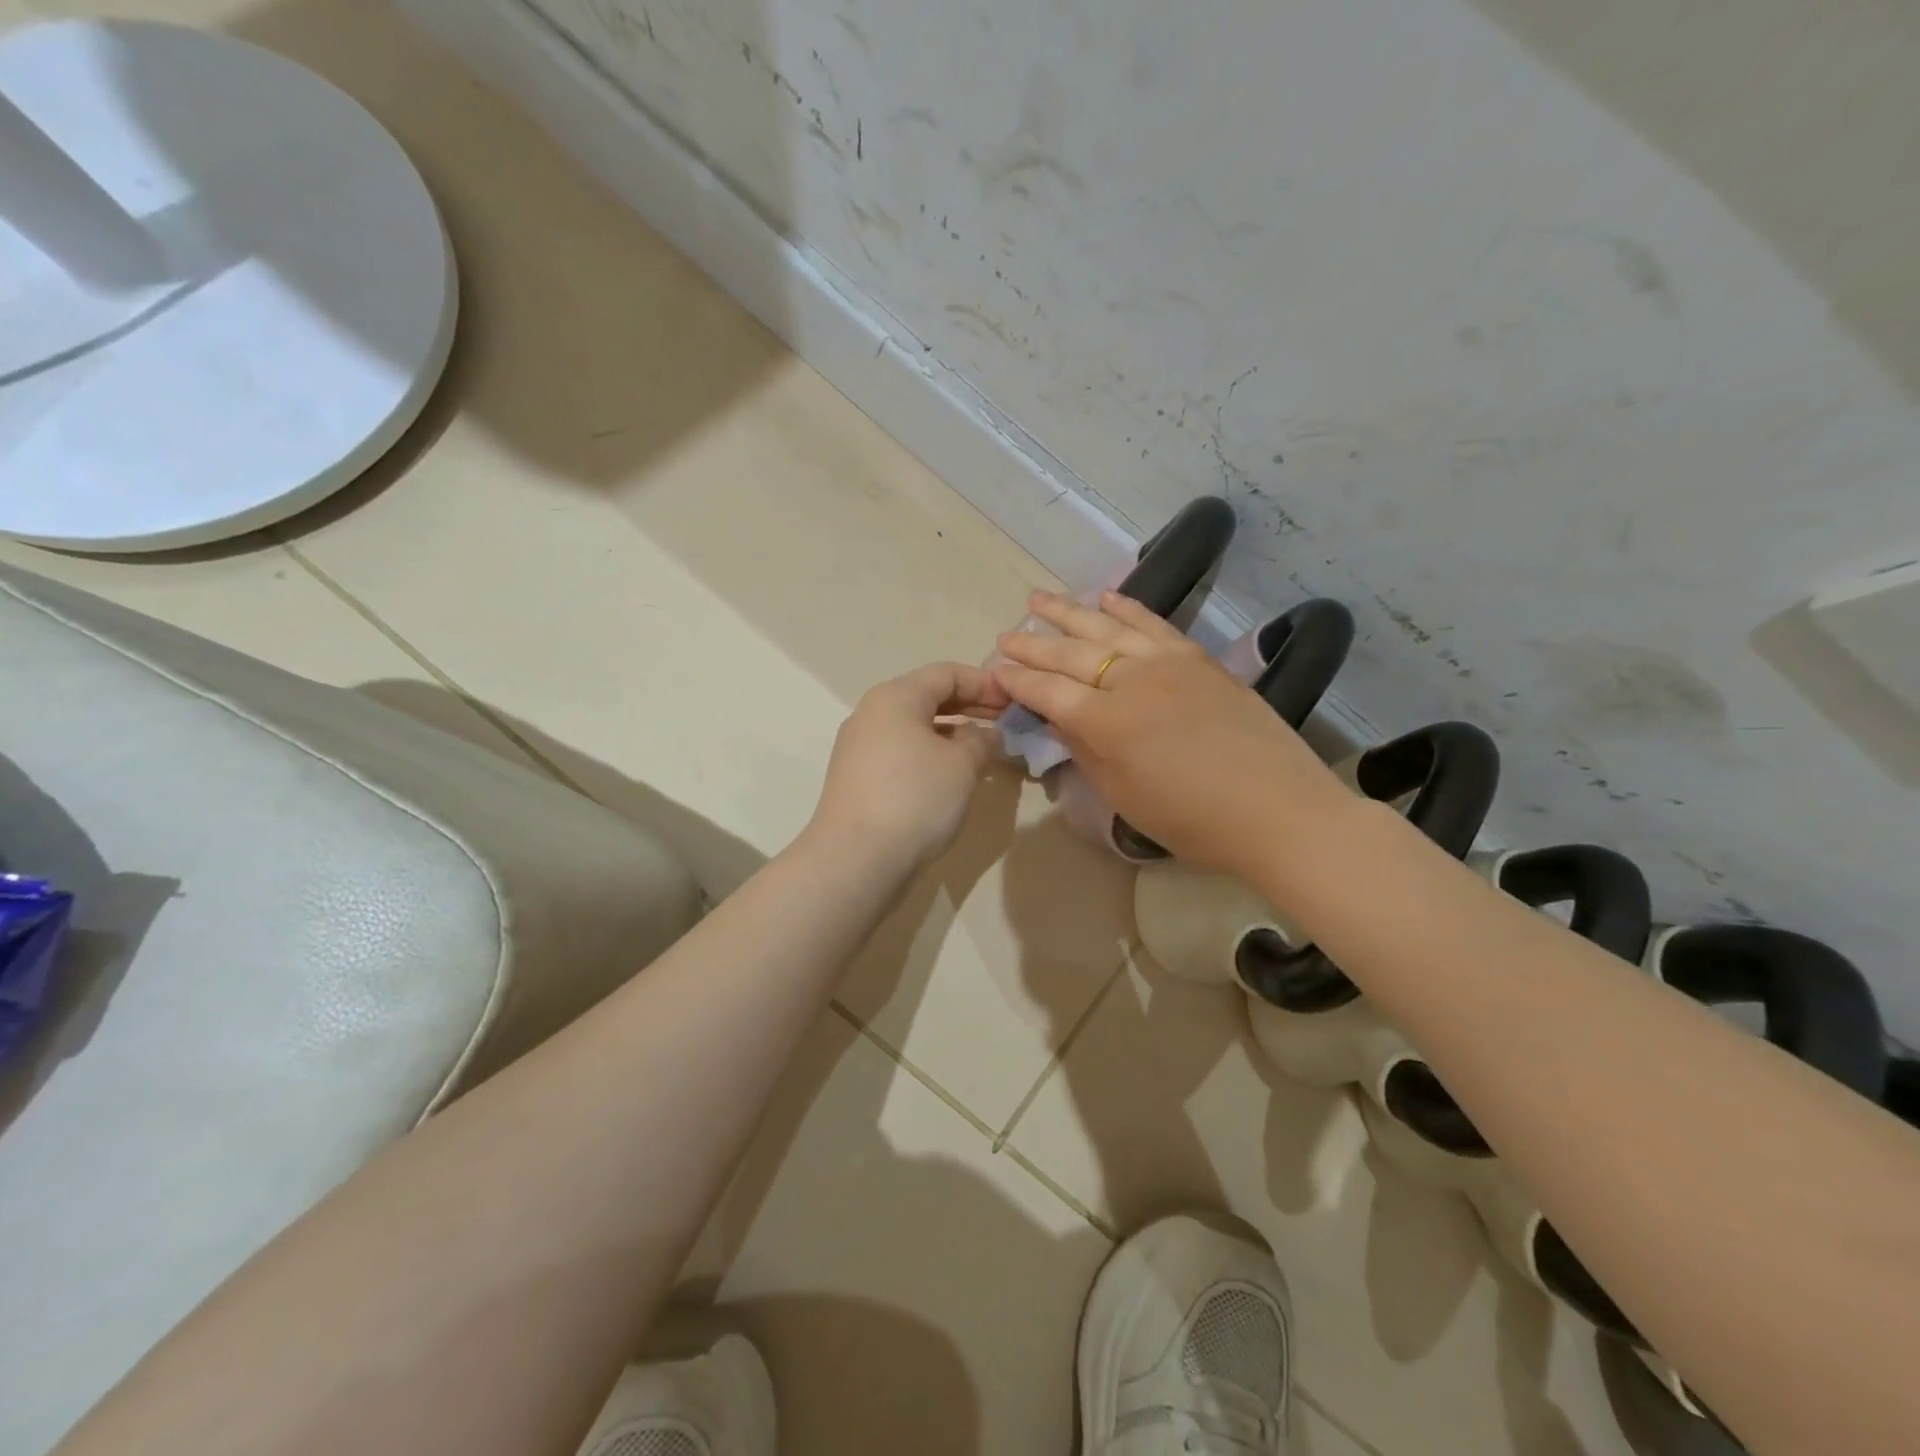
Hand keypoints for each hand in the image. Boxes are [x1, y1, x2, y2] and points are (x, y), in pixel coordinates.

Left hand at [806, 662, 1009, 871]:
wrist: (856, 859)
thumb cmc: (915, 799)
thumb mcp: (962, 765)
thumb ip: (981, 740)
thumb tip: (986, 734)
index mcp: (895, 697)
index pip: (946, 673)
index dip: (985, 683)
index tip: (1014, 701)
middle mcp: (871, 713)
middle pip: (927, 696)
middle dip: (969, 706)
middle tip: (1005, 722)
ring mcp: (859, 747)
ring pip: (914, 727)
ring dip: (951, 733)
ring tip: (984, 751)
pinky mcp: (857, 778)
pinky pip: (901, 752)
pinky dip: (930, 753)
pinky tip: (952, 776)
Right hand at [994, 590, 1348, 871]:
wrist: (1279, 811)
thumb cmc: (1193, 821)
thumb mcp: (1124, 797)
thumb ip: (1086, 753)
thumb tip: (1062, 721)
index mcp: (1107, 723)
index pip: (1048, 692)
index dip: (1017, 682)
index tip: (994, 672)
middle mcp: (1132, 681)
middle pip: (1070, 655)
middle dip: (1033, 645)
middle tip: (1006, 635)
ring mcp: (1168, 663)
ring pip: (1107, 629)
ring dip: (1069, 612)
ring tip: (1038, 598)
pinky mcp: (1198, 659)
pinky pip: (1154, 623)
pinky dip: (1127, 608)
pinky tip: (1105, 596)